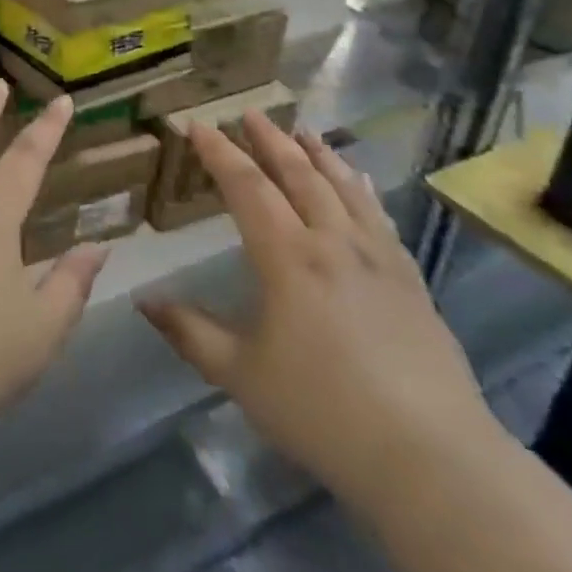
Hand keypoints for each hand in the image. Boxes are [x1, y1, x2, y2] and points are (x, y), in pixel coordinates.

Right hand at [138, 115, 497, 509]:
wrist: (429, 458)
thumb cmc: (321, 412)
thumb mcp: (240, 375)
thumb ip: (189, 332)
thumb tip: (143, 301)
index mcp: (287, 257)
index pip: (246, 186)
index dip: (219, 152)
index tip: (198, 125)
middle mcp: (332, 242)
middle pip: (298, 174)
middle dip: (270, 140)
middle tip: (251, 113)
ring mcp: (377, 257)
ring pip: (343, 187)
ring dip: (318, 154)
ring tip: (301, 130)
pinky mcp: (409, 279)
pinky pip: (379, 216)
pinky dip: (361, 188)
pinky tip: (360, 180)